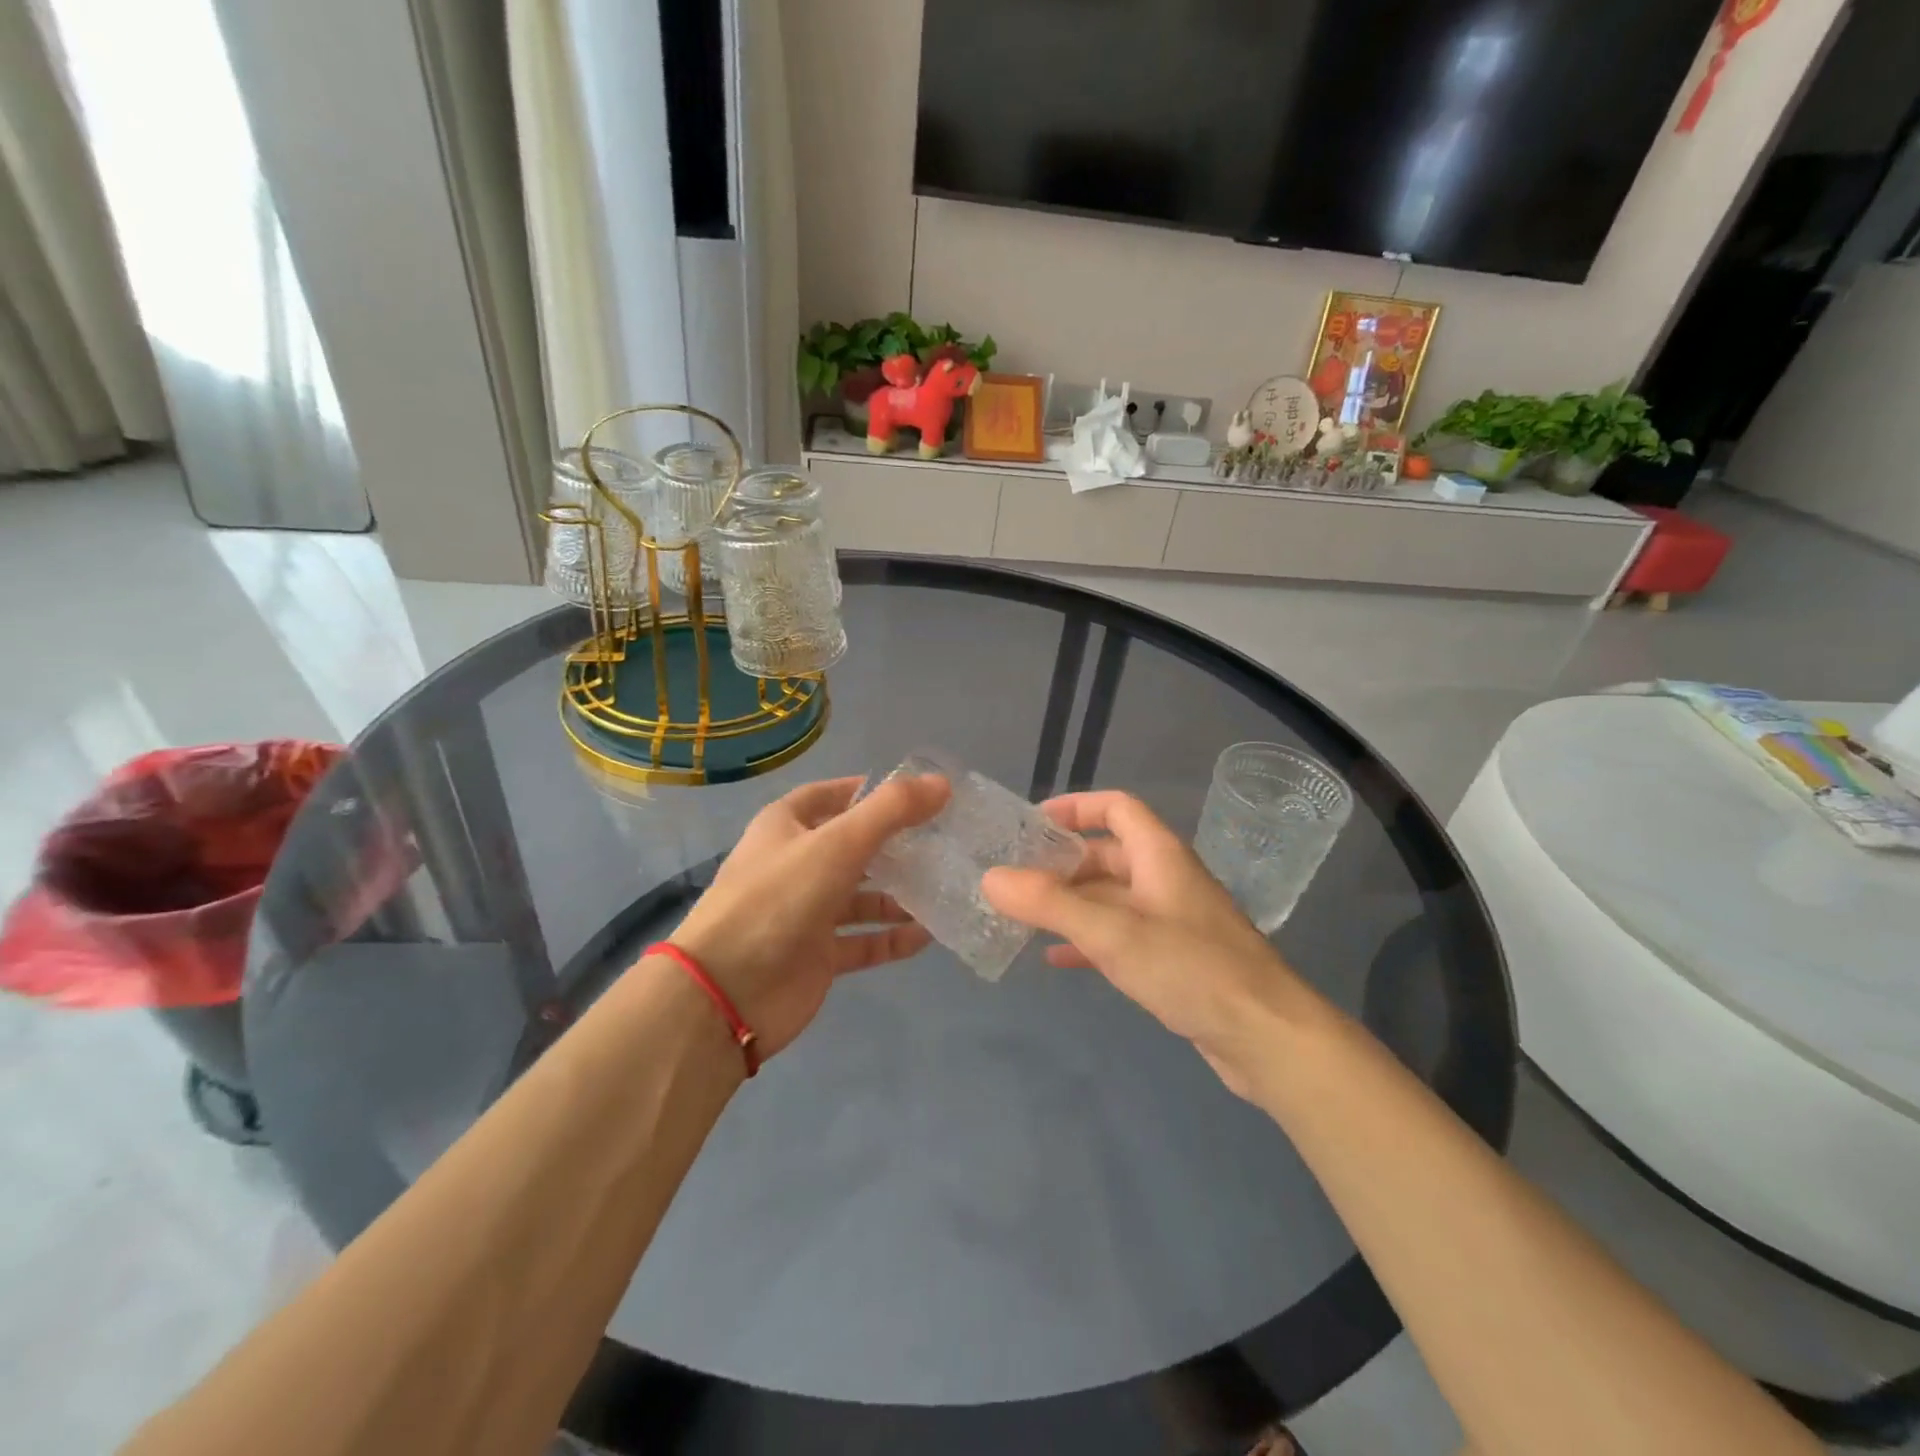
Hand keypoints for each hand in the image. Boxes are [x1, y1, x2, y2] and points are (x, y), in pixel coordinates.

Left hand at [665, 774, 948, 1058]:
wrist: (727, 992)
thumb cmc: (779, 899)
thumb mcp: (838, 843)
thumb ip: (892, 811)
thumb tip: (942, 783)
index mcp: (786, 826)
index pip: (832, 795)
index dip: (871, 791)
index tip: (919, 794)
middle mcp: (796, 864)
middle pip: (853, 846)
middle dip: (895, 844)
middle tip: (943, 842)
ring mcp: (806, 912)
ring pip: (861, 896)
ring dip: (899, 894)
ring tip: (944, 888)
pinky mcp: (818, 955)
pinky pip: (863, 941)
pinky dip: (892, 937)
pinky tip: (928, 935)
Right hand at [982, 791, 1324, 1099]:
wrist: (1266, 1037)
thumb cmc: (1191, 968)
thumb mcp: (1112, 932)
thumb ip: (1049, 904)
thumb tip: (991, 878)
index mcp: (1160, 855)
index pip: (1116, 807)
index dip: (1075, 807)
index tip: (1031, 823)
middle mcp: (1166, 878)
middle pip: (1107, 854)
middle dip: (1061, 864)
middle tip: (1014, 879)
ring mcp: (1172, 920)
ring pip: (1111, 898)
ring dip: (1070, 904)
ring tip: (1023, 917)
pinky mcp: (1174, 959)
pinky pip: (1121, 936)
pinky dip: (1088, 939)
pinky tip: (1057, 958)